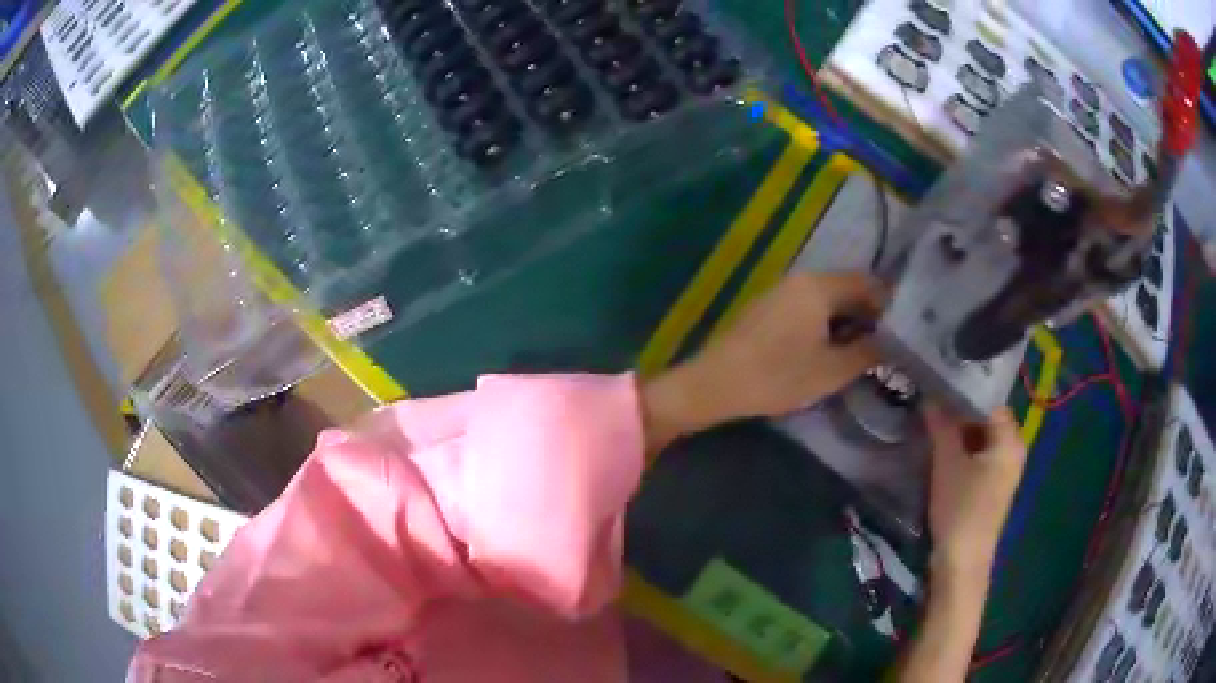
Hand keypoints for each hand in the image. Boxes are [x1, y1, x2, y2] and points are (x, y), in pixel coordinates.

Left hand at [641, 273, 883, 452]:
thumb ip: (868, 352)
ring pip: (828, 301)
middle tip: (890, 345)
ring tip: (866, 352)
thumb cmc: (779, 375)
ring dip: (849, 322)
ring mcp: (782, 292)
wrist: (715, 384)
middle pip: (848, 289)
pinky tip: (833, 350)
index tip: (907, 331)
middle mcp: (801, 279)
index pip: (868, 283)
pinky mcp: (769, 309)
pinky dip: (828, 325)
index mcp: (819, 285)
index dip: (891, 306)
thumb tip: (893, 342)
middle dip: (871, 315)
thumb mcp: (832, 370)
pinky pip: (809, 309)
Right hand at [923, 404, 1026, 583]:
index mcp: (1010, 439)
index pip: (989, 400)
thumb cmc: (960, 509)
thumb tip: (930, 394)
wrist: (962, 562)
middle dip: (960, 411)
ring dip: (960, 431)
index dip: (964, 391)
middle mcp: (1014, 449)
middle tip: (932, 403)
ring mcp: (1005, 469)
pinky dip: (964, 449)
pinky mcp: (994, 485)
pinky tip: (943, 448)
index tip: (938, 385)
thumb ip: (942, 425)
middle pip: (987, 418)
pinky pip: (981, 455)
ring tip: (934, 422)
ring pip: (982, 437)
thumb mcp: (947, 463)